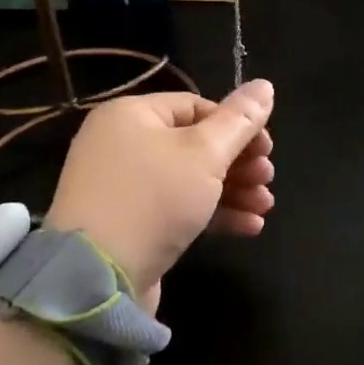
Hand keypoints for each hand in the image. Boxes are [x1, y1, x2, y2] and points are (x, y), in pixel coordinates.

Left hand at [46, 79, 275, 311]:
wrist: (96, 280)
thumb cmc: (153, 199)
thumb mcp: (205, 154)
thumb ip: (240, 120)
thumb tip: (265, 85)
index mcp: (131, 114)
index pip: (196, 106)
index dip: (236, 125)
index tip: (267, 149)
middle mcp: (121, 144)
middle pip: (195, 143)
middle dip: (239, 162)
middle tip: (267, 178)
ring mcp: (123, 187)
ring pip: (190, 178)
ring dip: (233, 189)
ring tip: (264, 206)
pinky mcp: (129, 224)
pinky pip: (177, 208)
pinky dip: (212, 213)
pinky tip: (250, 227)